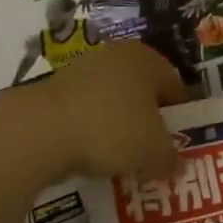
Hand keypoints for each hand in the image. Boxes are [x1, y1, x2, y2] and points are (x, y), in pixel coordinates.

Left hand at [43, 42, 181, 179]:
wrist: (41, 130)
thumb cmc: (112, 128)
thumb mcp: (153, 151)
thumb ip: (170, 158)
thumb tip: (178, 166)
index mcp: (148, 59)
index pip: (175, 87)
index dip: (181, 118)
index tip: (180, 147)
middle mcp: (118, 56)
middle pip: (143, 93)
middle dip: (149, 124)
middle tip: (153, 156)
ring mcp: (84, 70)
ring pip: (114, 103)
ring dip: (120, 129)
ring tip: (122, 162)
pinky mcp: (57, 90)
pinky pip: (87, 113)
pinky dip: (92, 133)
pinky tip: (91, 157)